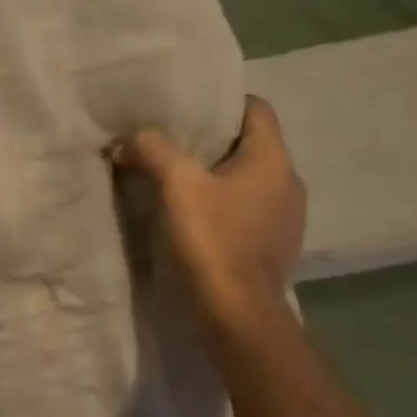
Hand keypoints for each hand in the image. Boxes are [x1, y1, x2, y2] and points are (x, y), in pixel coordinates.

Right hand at [111, 97, 305, 331]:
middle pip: (251, 146)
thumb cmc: (213, 240)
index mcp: (273, 159)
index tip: (187, 114)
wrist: (238, 312)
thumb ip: (152, 151)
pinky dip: (227, 210)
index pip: (257, 109)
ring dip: (220, 180)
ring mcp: (288, 219)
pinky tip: (200, 224)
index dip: (223, 105)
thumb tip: (126, 141)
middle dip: (214, 145)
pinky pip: (251, 213)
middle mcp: (289, 182)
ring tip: (182, 188)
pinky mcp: (277, 248)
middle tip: (173, 149)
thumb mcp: (176, 186)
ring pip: (251, 182)